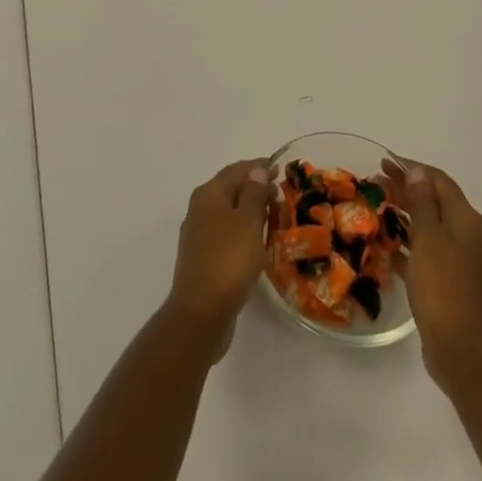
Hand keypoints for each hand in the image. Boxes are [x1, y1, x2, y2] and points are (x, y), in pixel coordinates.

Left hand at [165, 160, 269, 350]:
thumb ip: (254, 193)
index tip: (282, 169)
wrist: (200, 313)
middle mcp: (200, 208)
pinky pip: (226, 233)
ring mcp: (199, 233)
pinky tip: (257, 243)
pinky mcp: (203, 257)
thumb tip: (257, 170)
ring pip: (228, 212)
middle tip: (282, 196)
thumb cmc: (228, 260)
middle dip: (256, 189)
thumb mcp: (248, 222)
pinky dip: (243, 231)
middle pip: (231, 189)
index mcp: (209, 193)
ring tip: (275, 218)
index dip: (259, 167)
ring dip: (250, 211)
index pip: (237, 170)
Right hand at [385, 158, 481, 388]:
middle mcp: (470, 236)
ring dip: (407, 216)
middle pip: (436, 202)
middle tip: (377, 183)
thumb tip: (419, 171)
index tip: (385, 162)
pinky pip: (430, 254)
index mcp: (467, 220)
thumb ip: (422, 202)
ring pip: (432, 228)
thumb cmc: (442, 286)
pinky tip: (389, 249)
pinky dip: (411, 245)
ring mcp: (464, 262)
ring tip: (379, 210)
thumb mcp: (428, 237)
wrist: (461, 351)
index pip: (439, 181)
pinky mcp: (454, 285)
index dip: (412, 168)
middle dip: (408, 189)